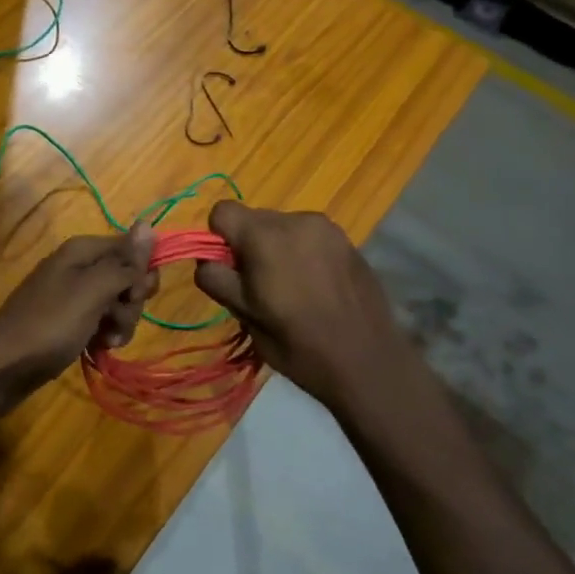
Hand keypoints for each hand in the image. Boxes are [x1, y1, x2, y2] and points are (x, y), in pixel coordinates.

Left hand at [0, 224, 157, 398]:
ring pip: (116, 304)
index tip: (135, 296)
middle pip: (126, 277)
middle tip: (115, 321)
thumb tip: (149, 224)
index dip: (141, 273)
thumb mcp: (93, 290)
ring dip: (119, 324)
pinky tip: (97, 349)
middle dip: (130, 302)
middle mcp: (78, 266)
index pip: (132, 248)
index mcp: (82, 250)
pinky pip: (100, 322)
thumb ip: (124, 261)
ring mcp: (73, 295)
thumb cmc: (51, 324)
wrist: (4, 366)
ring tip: (106, 342)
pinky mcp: (69, 321)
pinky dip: (104, 335)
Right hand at [193, 202, 423, 414]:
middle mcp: (295, 220)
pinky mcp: (349, 242)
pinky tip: (317, 288)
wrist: (368, 362)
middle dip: (248, 245)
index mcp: (264, 235)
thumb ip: (216, 278)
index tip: (232, 272)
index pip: (222, 211)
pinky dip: (303, 254)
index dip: (218, 239)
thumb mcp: (244, 314)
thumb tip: (207, 260)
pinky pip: (309, 237)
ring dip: (276, 249)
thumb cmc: (297, 342)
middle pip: (253, 218)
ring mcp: (327, 228)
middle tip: (261, 287)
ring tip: (292, 289)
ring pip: (282, 228)